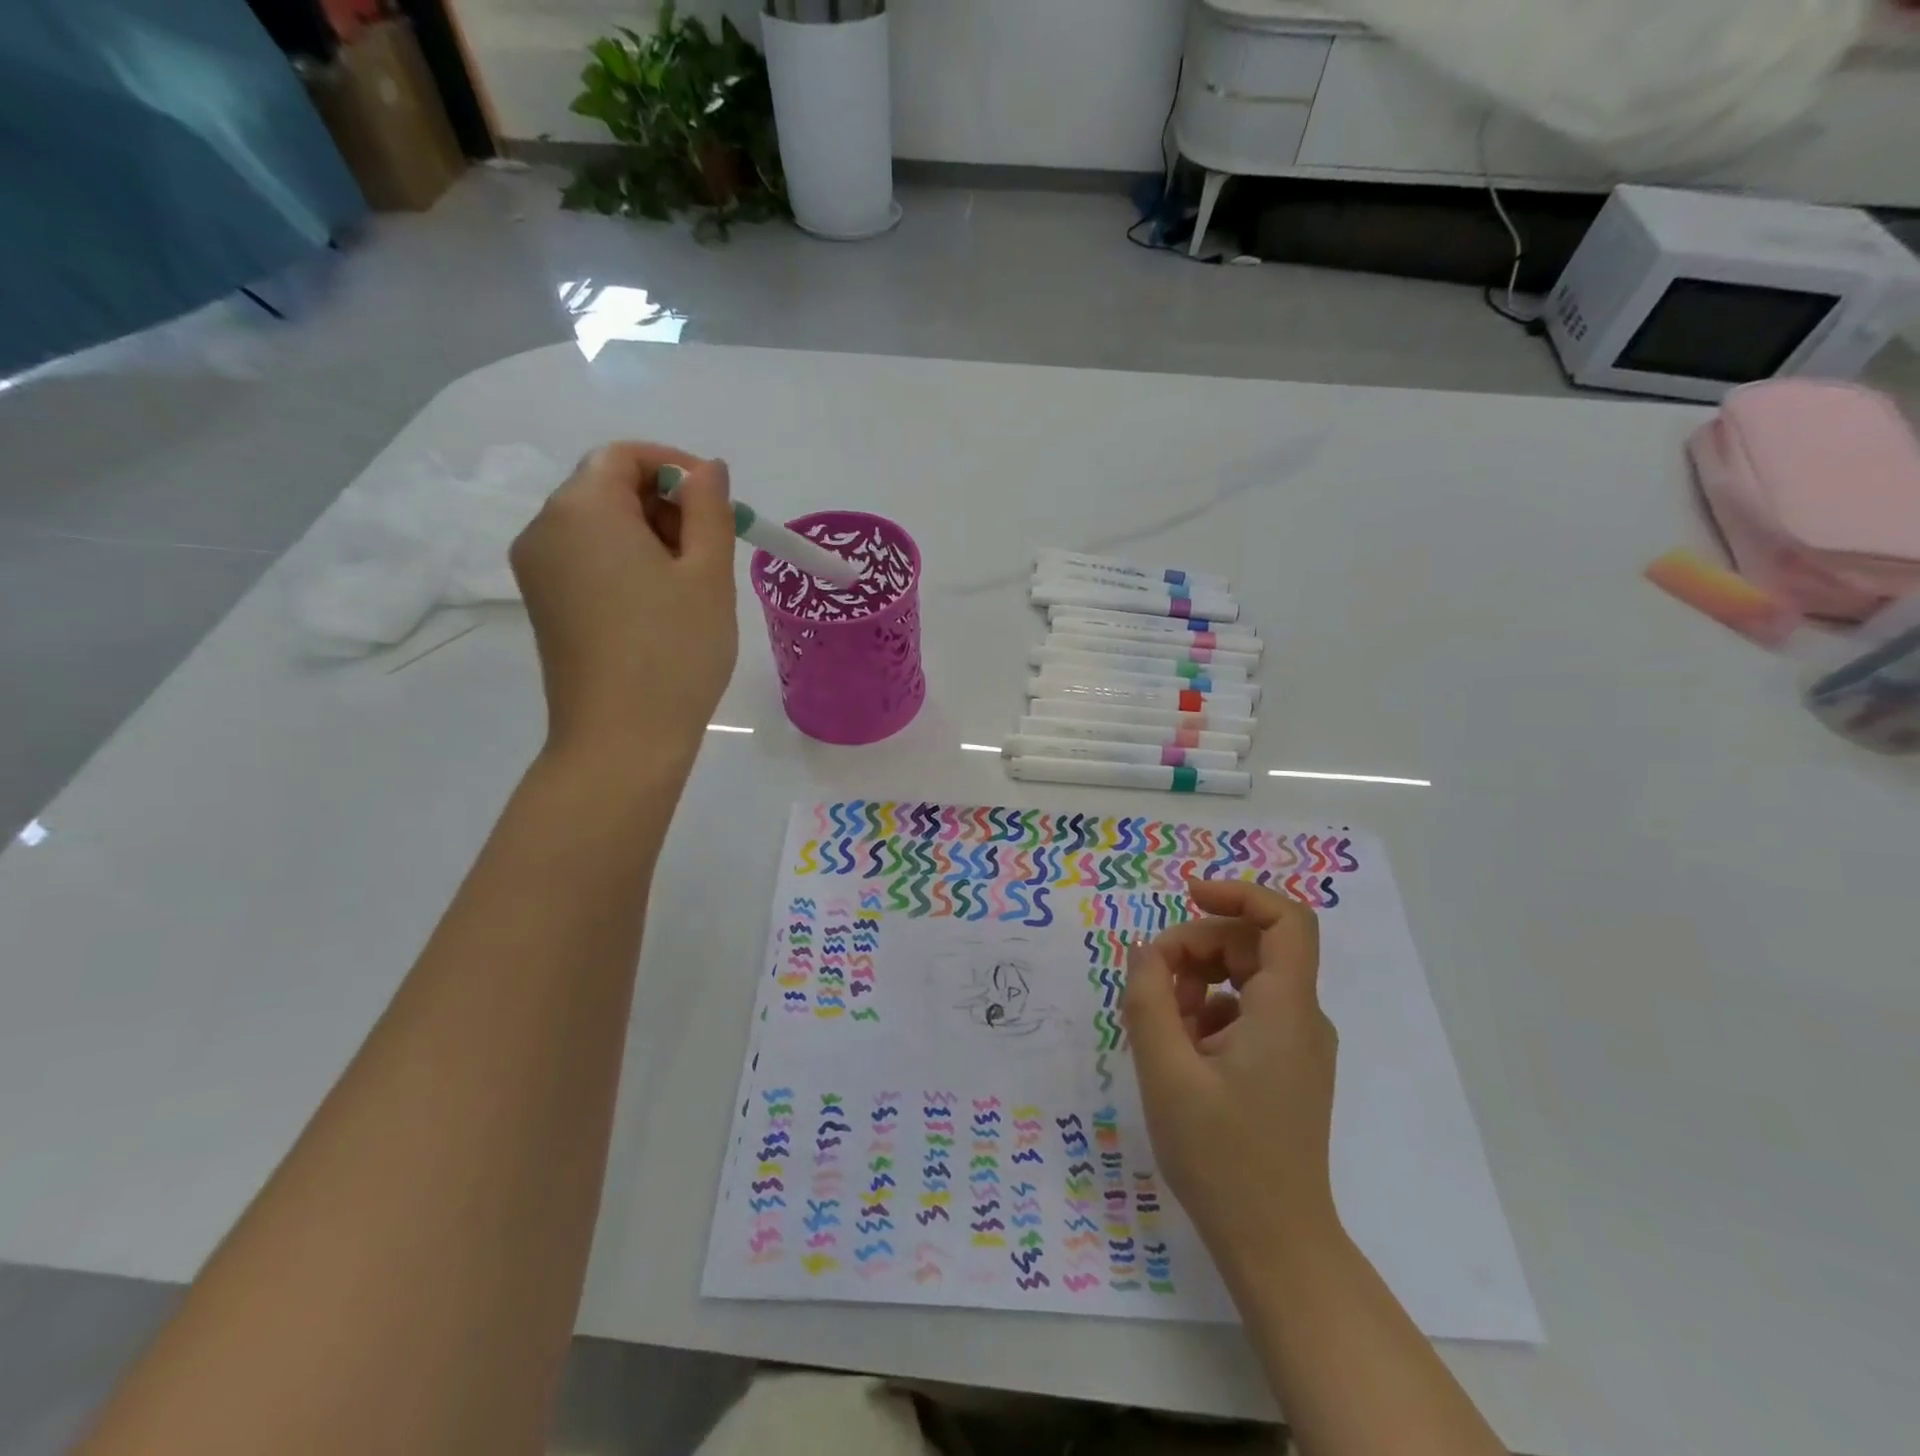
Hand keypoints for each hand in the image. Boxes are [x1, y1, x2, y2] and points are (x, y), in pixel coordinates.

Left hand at [510, 443, 737, 769]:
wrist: (621, 741)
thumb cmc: (675, 652)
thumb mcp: (708, 575)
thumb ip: (709, 509)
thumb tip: (706, 467)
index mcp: (582, 509)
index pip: (623, 455)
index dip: (674, 467)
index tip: (717, 503)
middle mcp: (544, 528)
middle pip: (606, 487)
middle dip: (664, 504)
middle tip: (712, 550)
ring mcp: (537, 570)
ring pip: (597, 525)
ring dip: (648, 536)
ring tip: (690, 584)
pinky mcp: (543, 604)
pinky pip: (585, 559)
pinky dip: (624, 563)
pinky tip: (658, 605)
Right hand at [1122, 878, 1338, 1276]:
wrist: (1276, 1245)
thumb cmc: (1222, 1157)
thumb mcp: (1168, 1072)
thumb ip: (1149, 999)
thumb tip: (1144, 950)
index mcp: (1285, 1010)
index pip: (1285, 920)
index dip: (1239, 893)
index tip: (1187, 895)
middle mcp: (1301, 1018)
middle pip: (1252, 946)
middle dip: (1196, 948)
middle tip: (1149, 981)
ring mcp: (1295, 1044)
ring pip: (1244, 978)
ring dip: (1196, 982)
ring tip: (1159, 1024)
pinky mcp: (1284, 1066)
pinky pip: (1244, 1012)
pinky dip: (1206, 1014)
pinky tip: (1178, 1051)